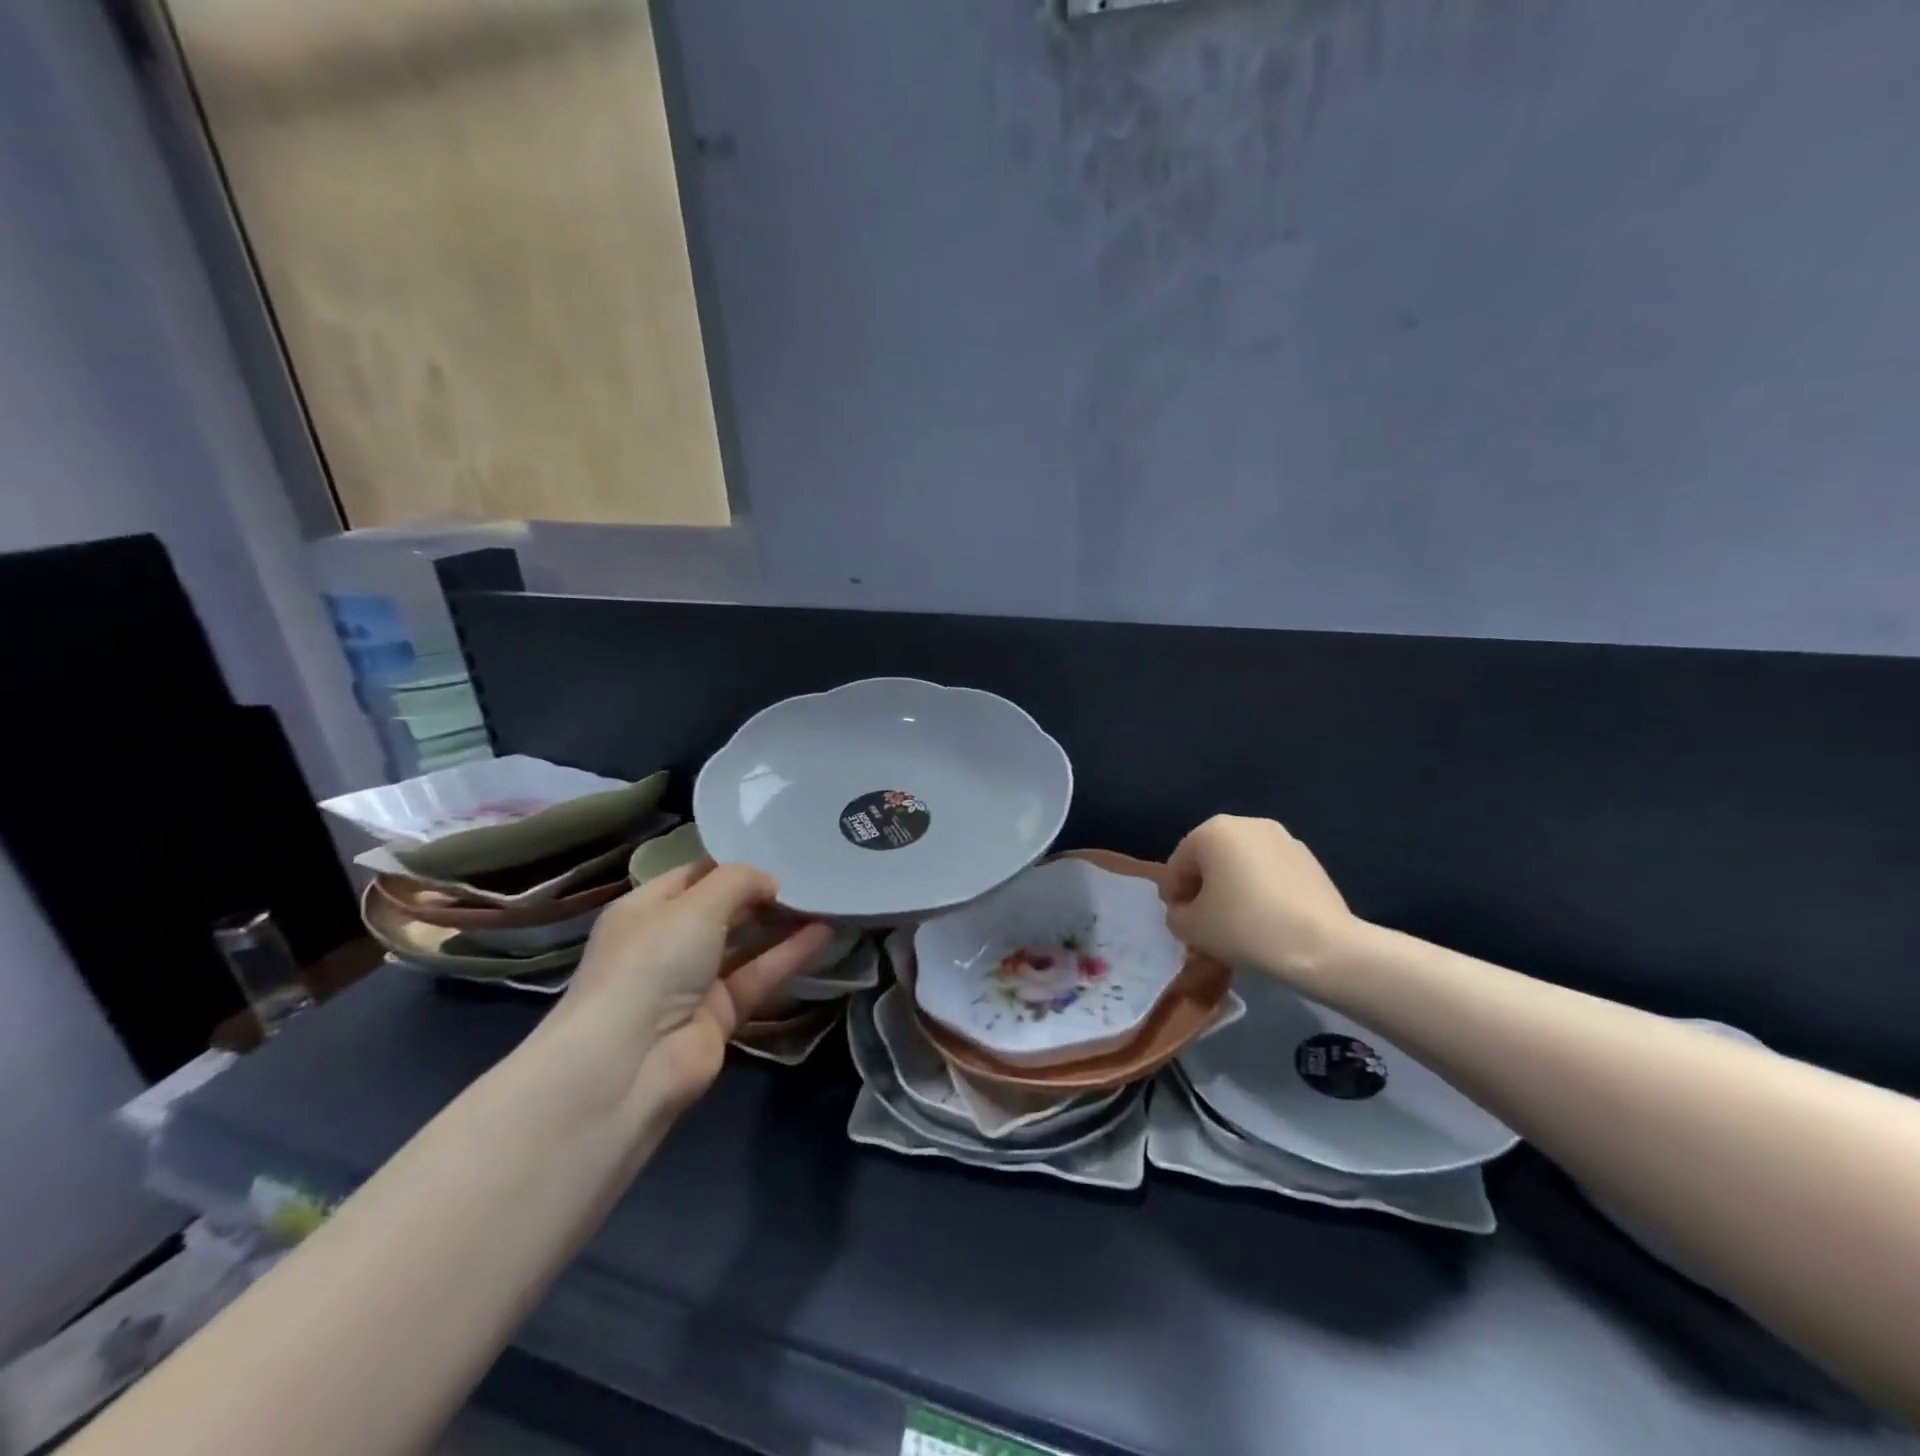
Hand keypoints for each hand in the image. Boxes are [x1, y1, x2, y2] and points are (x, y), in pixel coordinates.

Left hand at [557, 861, 834, 1111]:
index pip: (694, 876)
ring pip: (746, 945)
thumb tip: (771, 882)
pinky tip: (824, 933)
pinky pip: (759, 977)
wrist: (631, 1062)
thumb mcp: (695, 905)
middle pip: (722, 910)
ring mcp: (694, 982)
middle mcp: (667, 943)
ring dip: (782, 924)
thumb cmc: (653, 962)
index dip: (732, 864)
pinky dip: (789, 955)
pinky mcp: (721, 1015)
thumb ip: (738, 881)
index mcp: (645, 910)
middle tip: (808, 875)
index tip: (776, 852)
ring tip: (824, 900)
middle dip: (761, 893)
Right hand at [1162, 816, 1363, 989]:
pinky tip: (1265, 920)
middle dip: (1203, 888)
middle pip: (1211, 859)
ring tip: (1236, 923)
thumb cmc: (1244, 927)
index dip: (1173, 894)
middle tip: (1204, 922)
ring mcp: (1283, 839)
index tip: (1178, 920)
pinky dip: (1260, 890)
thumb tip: (1185, 910)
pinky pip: (1270, 873)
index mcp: (1213, 831)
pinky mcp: (1310, 860)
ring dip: (1232, 888)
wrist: (1322, 945)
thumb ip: (1175, 915)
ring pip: (1242, 864)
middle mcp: (1247, 824)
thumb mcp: (1191, 928)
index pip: (1179, 863)